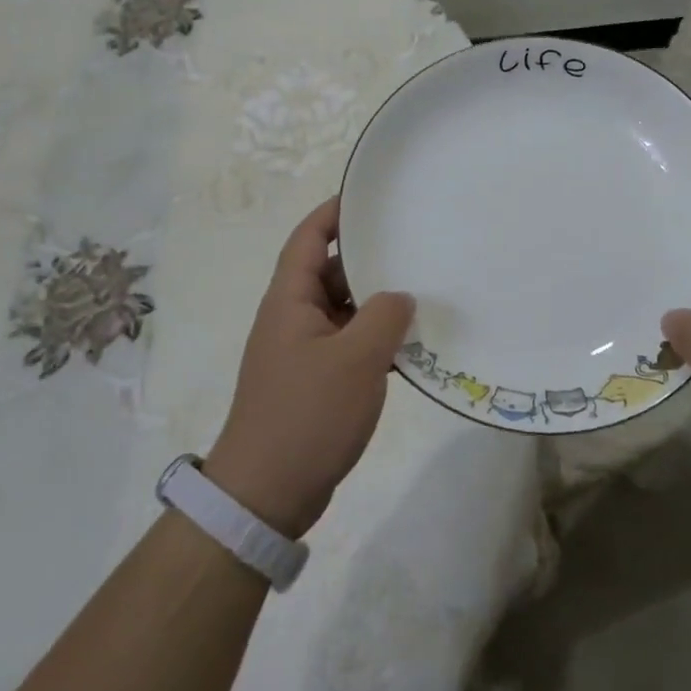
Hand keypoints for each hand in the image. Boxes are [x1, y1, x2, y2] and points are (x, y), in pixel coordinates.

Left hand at [205, 198, 414, 537]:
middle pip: (330, 272)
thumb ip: (384, 316)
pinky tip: (412, 347)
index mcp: (290, 300)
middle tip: (414, 244)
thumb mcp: (355, 359)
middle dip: (369, 258)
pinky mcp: (316, 382)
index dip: (334, 213)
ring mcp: (304, 352)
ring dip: (378, 303)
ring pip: (345, 311)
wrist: (267, 494)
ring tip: (424, 291)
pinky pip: (350, 345)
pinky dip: (376, 341)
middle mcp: (293, 318)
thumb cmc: (307, 414)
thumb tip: (399, 297)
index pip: (308, 238)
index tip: (370, 197)